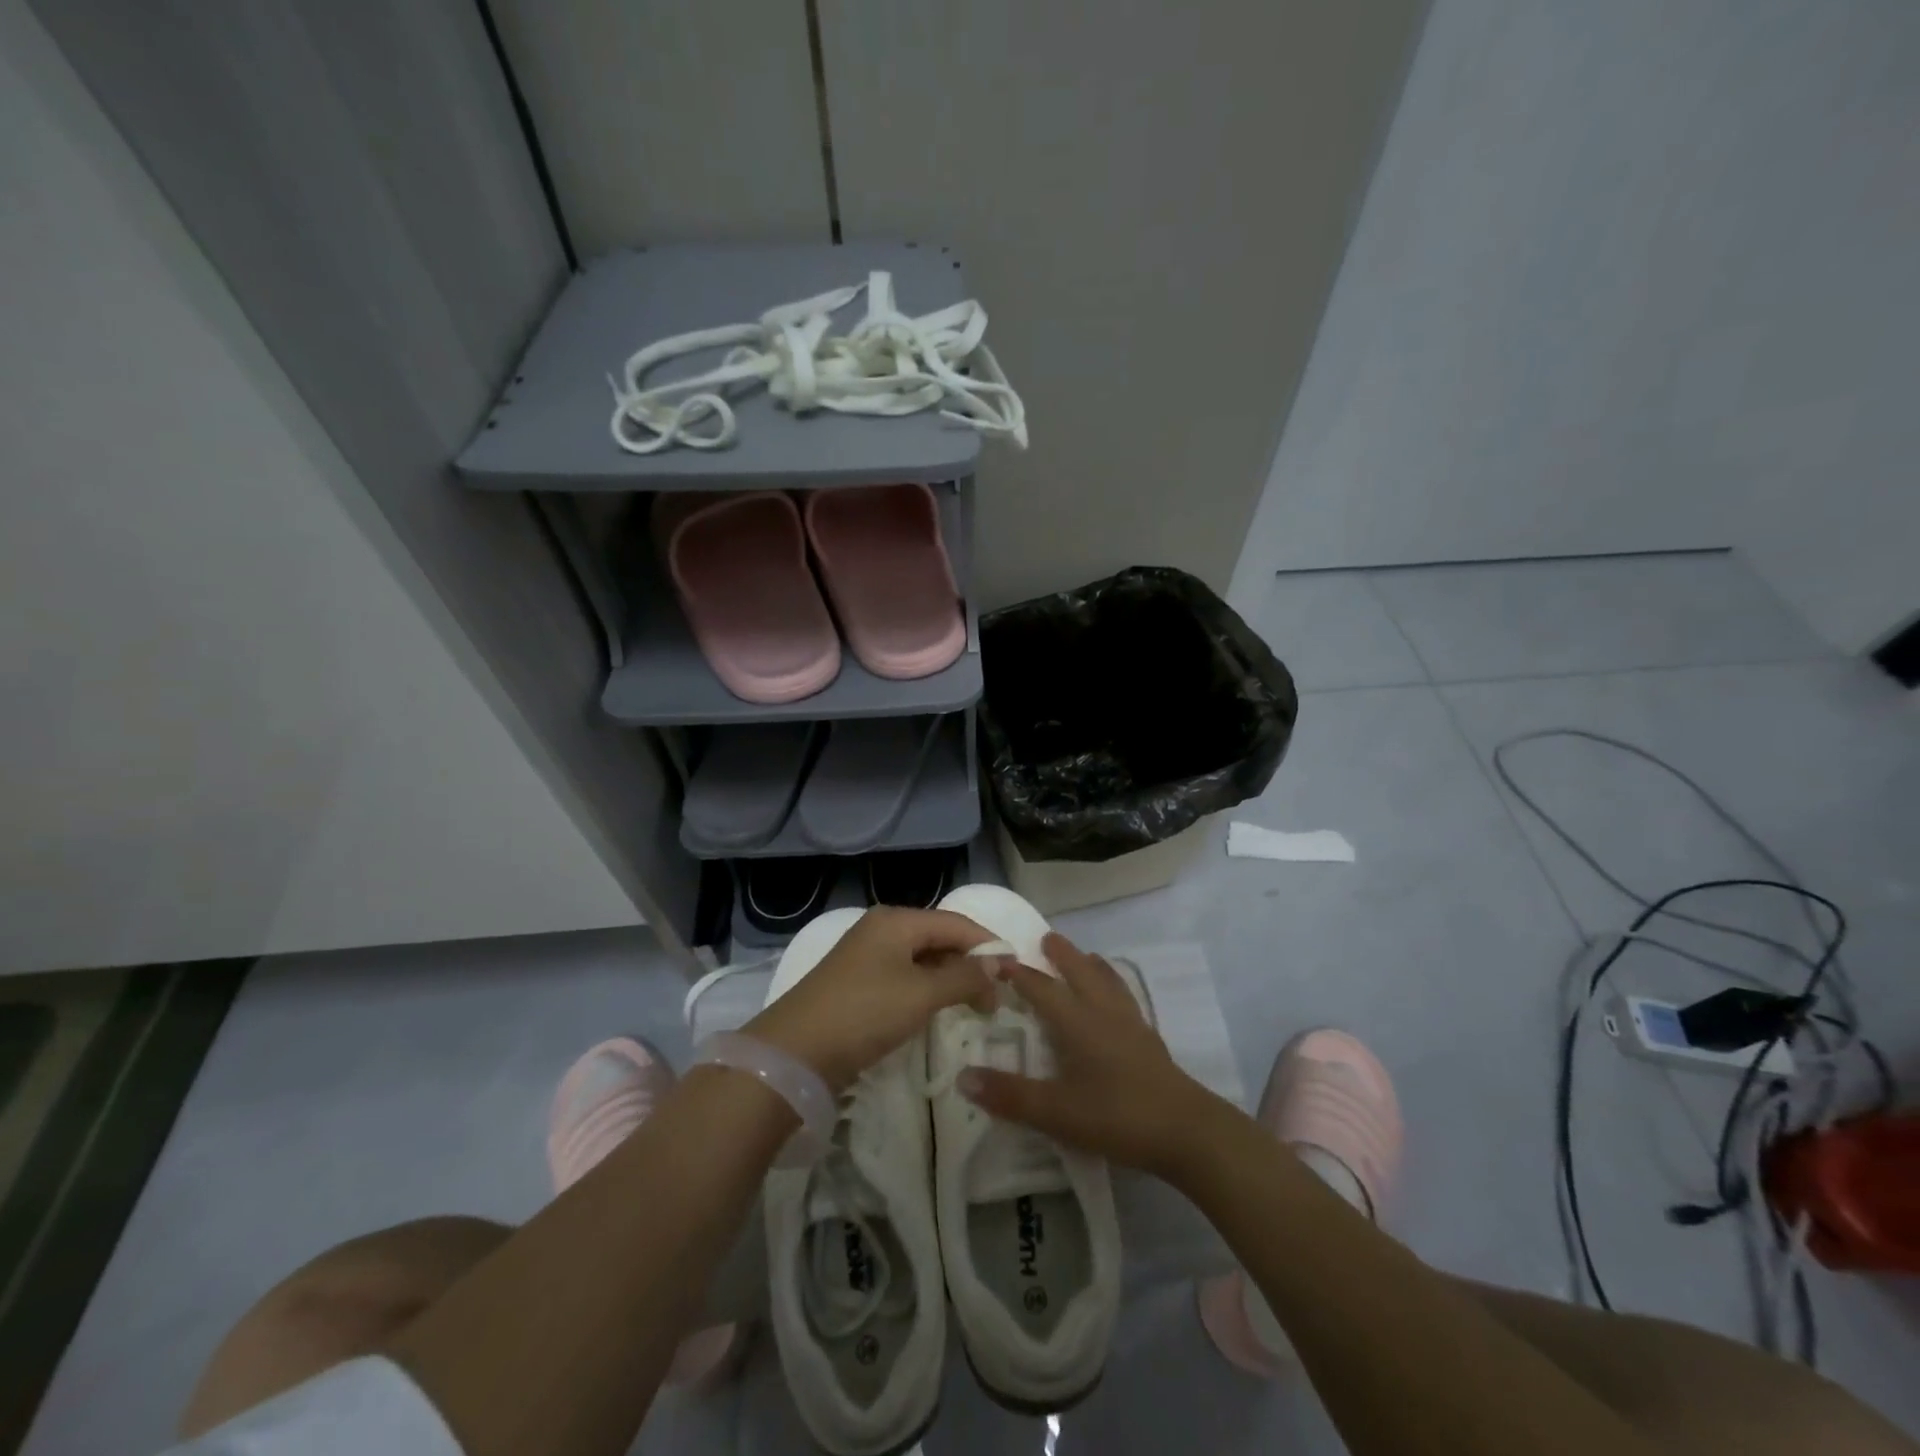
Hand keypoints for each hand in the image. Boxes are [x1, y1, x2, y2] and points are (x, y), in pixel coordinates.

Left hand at [743, 907, 995, 1089]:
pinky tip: (938, 1012)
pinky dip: (927, 991)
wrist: (794, 1052)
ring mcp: (866, 958)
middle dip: (970, 964)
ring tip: (975, 1006)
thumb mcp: (921, 994)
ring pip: (922, 960)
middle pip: (939, 938)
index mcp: (896, 921)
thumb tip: (1000, 962)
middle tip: (998, 998)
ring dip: (950, 980)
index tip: (1017, 973)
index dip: (988, 944)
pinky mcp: (857, 985)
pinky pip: (904, 978)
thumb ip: (964, 976)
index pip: (956, 923)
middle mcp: (881, 930)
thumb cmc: (864, 1013)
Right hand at [958, 933, 1227, 1177]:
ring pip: (1108, 982)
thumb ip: (1010, 1095)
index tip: (1000, 960)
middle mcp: (1103, 1013)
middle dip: (1062, 955)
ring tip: (1085, 956)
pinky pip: (1125, 998)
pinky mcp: (1149, 1041)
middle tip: (1047, 938)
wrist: (1186, 1131)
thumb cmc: (1117, 1116)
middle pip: (1080, 973)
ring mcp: (1131, 1025)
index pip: (1042, 988)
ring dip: (1092, 965)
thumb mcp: (1056, 1112)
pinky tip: (1117, 1000)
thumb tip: (962, 1077)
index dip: (1020, 974)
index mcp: (1077, 1022)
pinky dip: (1114, 986)